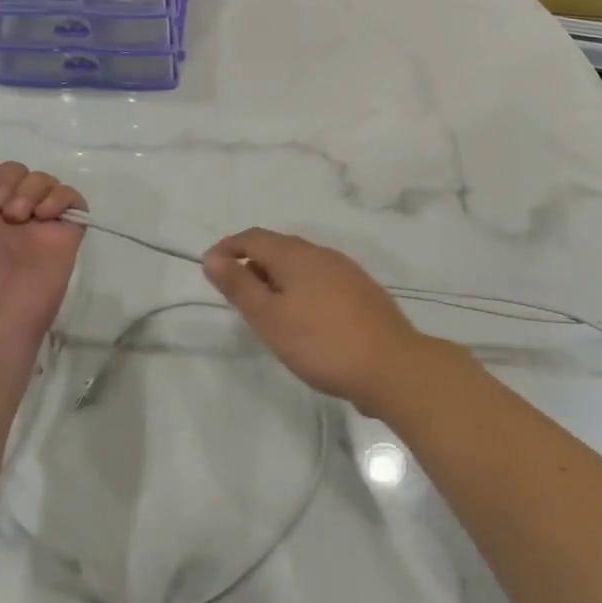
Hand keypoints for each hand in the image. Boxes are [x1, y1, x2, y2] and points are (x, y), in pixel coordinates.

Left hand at [0, 154, 84, 362]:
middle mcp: (7, 214)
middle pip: (18, 170)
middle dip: (8, 179)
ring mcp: (38, 224)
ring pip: (45, 180)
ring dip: (31, 189)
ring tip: (19, 217)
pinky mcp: (66, 234)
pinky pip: (73, 200)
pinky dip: (60, 198)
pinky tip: (44, 216)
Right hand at [202, 228, 433, 414]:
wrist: (391, 365)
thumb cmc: (321, 342)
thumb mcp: (270, 318)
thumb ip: (239, 286)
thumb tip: (212, 257)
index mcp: (296, 254)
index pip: (254, 237)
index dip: (228, 247)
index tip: (209, 267)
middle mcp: (322, 253)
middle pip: (279, 247)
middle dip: (252, 262)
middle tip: (235, 292)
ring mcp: (346, 271)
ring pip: (301, 264)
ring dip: (277, 277)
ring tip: (265, 308)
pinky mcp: (361, 291)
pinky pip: (320, 279)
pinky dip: (300, 288)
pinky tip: (303, 317)